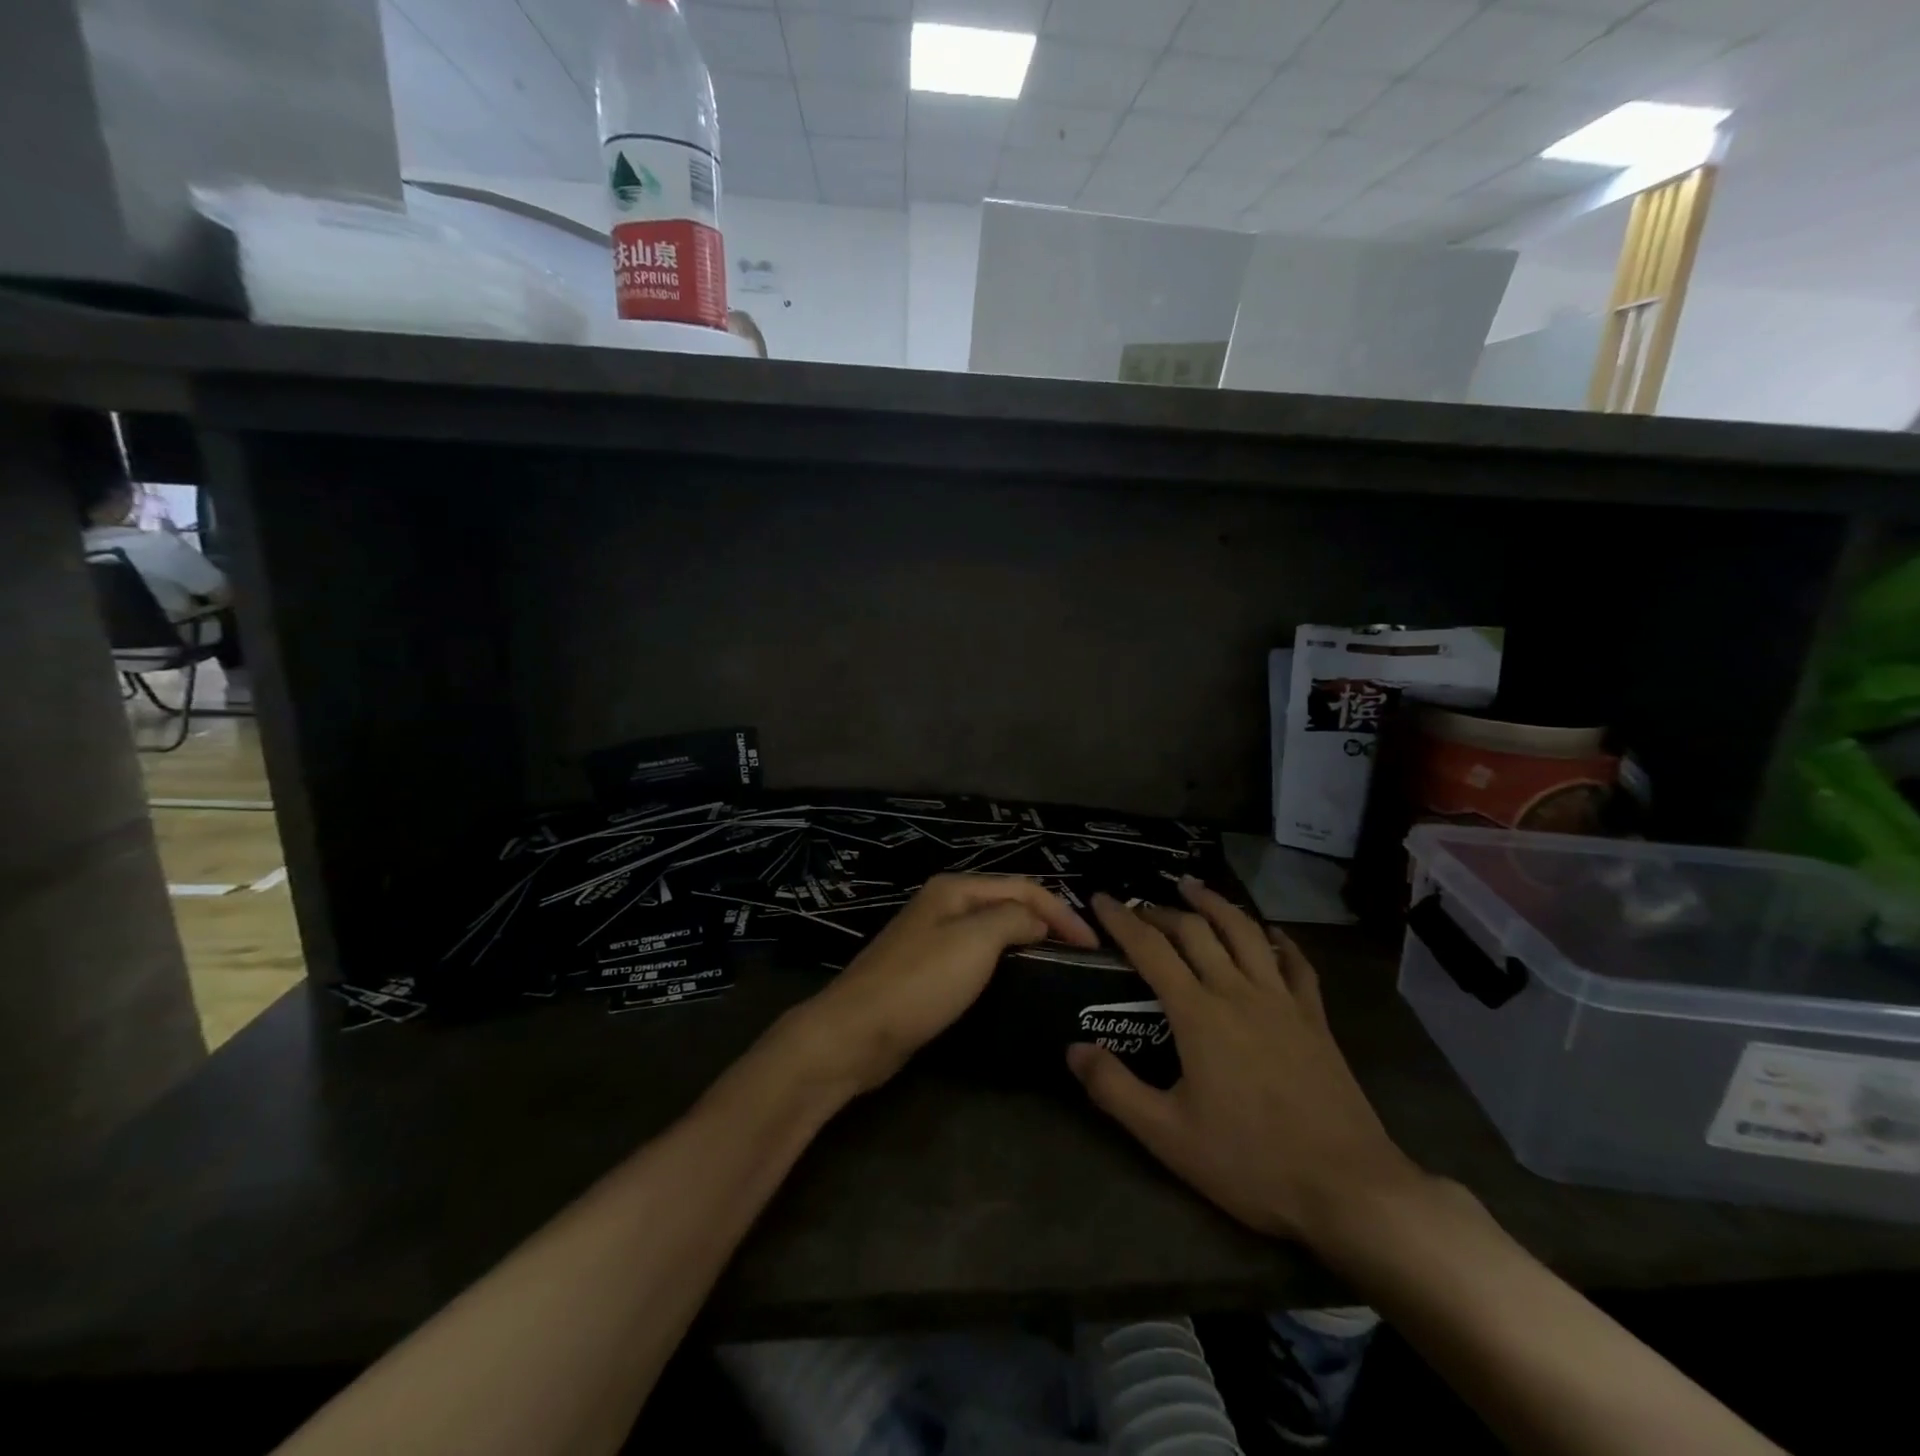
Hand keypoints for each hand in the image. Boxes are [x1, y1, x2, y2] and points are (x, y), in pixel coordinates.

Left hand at [792, 874, 1097, 1095]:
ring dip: (1026, 942)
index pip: (1024, 888)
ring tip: (1057, 968)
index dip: (1062, 912)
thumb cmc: (920, 982)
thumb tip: (1038, 920)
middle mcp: (944, 905)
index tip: (1092, 947)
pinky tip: (1017, 983)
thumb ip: (1014, 919)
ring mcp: (933, 938)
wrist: (856, 1032)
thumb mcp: (975, 941)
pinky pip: (977, 957)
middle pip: (1008, 904)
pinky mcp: (927, 972)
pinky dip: (1004, 963)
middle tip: (1079, 956)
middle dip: (1046, 922)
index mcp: (956, 889)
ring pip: (993, 931)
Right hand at [1066, 879, 1423, 1245]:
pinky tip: (1271, 933)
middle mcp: (1238, 992)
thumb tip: (1072, 1049)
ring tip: (1194, 888)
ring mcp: (1282, 1001)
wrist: (1348, 1187)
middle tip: (1140, 906)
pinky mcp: (1315, 1019)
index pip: (1150, 949)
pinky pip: (1297, 964)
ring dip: (1216, 905)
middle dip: (1162, 911)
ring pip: (1245, 933)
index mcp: (1198, 1014)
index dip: (1121, 920)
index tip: (1100, 898)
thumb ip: (1114, 1088)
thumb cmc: (1250, 1161)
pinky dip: (1280, 941)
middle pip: (1196, 931)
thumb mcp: (1167, 1135)